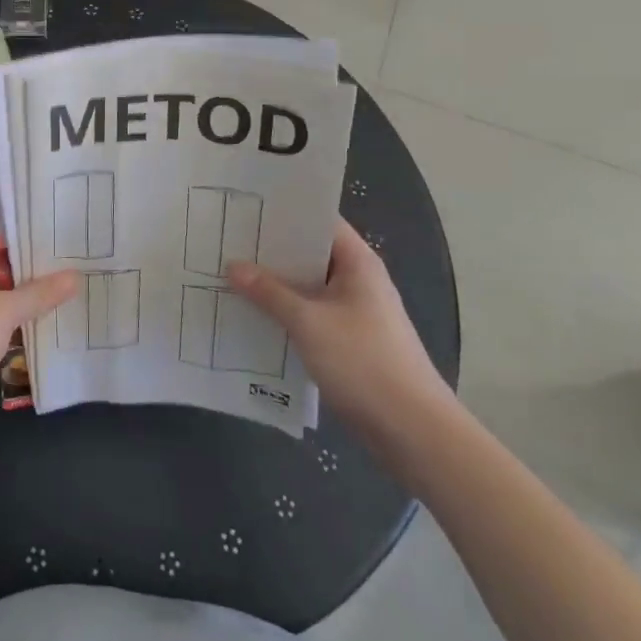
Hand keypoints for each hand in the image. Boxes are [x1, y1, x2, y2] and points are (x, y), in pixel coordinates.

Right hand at [229, 219, 455, 452]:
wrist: (414, 433)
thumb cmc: (364, 363)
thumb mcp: (308, 323)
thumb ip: (268, 292)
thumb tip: (232, 265)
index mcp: (357, 263)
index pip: (318, 221)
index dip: (284, 212)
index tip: (245, 208)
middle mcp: (358, 281)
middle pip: (309, 254)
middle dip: (270, 251)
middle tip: (226, 241)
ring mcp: (355, 313)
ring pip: (308, 288)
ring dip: (275, 286)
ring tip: (229, 276)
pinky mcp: (350, 342)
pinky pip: (311, 316)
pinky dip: (285, 314)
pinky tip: (253, 317)